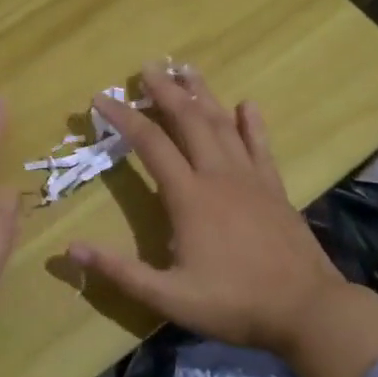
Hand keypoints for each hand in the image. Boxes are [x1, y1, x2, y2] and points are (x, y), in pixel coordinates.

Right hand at [65, 66, 377, 375]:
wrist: (307, 309)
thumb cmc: (234, 304)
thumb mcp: (169, 297)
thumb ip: (120, 271)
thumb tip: (70, 249)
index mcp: (189, 197)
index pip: (150, 145)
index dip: (123, 118)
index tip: (101, 98)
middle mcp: (219, 176)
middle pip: (189, 121)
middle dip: (165, 91)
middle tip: (148, 66)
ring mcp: (250, 178)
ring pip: (223, 125)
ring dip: (203, 95)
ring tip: (187, 69)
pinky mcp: (275, 188)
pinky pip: (260, 146)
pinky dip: (252, 123)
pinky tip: (247, 104)